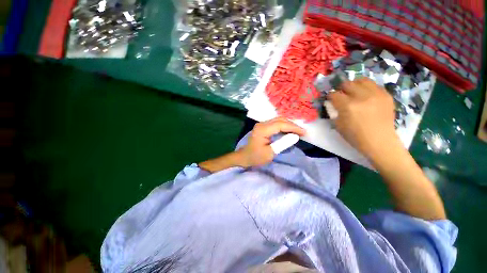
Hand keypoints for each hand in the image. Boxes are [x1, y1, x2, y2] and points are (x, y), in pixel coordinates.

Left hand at [238, 117, 305, 166]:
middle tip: (302, 132)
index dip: (294, 127)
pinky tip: (289, 131)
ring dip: (289, 125)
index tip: (304, 133)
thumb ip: (283, 143)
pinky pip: (276, 123)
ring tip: (298, 132)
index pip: (281, 124)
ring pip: (279, 120)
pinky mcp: (263, 127)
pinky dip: (284, 126)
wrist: (245, 156)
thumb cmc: (256, 157)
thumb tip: (295, 136)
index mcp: (262, 129)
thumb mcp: (270, 152)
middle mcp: (262, 124)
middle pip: (280, 120)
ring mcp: (262, 124)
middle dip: (292, 125)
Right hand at [327, 78, 398, 159]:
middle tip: (342, 94)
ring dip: (354, 85)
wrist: (380, 141)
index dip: (330, 96)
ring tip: (354, 91)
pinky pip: (374, 85)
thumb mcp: (338, 125)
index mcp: (347, 106)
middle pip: (347, 84)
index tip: (330, 98)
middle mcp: (362, 97)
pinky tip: (365, 95)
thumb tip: (333, 103)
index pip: (334, 94)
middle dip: (341, 89)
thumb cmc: (355, 136)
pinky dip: (367, 88)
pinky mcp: (386, 95)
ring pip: (362, 80)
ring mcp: (376, 94)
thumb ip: (335, 112)